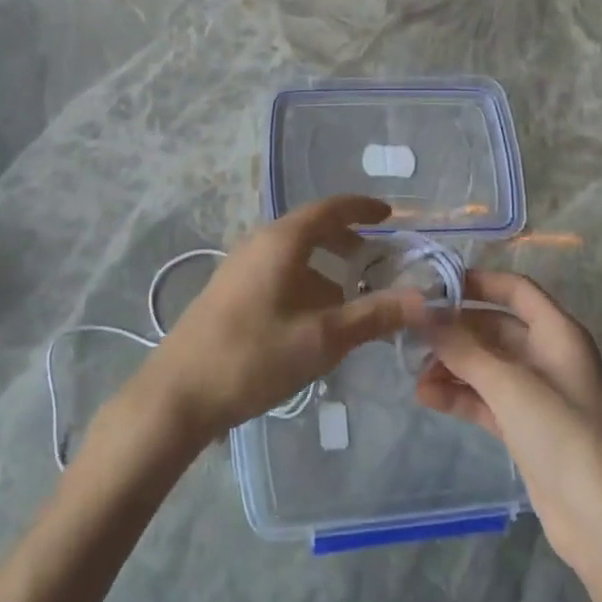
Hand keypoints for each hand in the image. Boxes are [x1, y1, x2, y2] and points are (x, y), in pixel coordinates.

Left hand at [132, 196, 426, 441]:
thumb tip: (423, 299)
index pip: (329, 209)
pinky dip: (306, 283)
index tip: (390, 217)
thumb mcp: (322, 338)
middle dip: (348, 242)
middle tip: (380, 262)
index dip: (362, 209)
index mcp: (281, 241)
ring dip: (326, 267)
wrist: (178, 393)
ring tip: (354, 296)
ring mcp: (240, 267)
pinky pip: (278, 273)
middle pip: (311, 229)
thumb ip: (373, 315)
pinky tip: (317, 318)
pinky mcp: (231, 292)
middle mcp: (259, 243)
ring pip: (294, 254)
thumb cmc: (254, 356)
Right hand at [415, 271, 601, 580]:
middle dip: (454, 330)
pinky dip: (459, 395)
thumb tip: (422, 313)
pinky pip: (484, 398)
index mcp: (558, 334)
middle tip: (410, 334)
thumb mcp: (510, 386)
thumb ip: (463, 348)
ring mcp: (536, 394)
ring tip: (414, 374)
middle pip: (493, 327)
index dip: (477, 282)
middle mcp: (547, 356)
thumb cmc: (565, 438)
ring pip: (485, 364)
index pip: (515, 290)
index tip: (431, 286)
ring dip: (451, 365)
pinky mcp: (524, 427)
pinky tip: (427, 398)